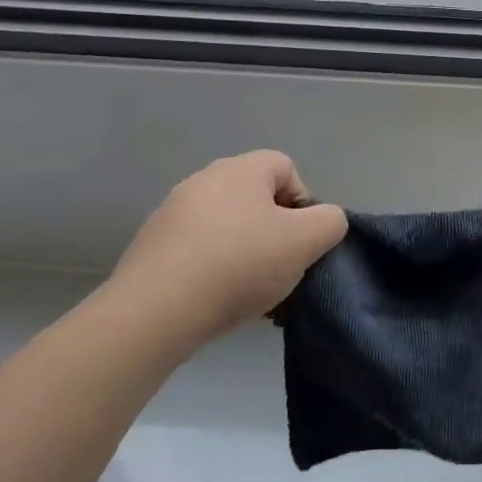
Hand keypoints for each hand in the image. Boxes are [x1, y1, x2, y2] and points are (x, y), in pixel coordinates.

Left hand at [109, 151, 346, 346]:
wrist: (154, 313)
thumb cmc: (239, 265)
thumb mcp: (306, 242)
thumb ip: (330, 222)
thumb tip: (325, 220)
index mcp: (240, 169)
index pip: (286, 168)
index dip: (303, 203)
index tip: (301, 241)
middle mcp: (203, 181)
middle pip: (255, 199)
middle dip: (274, 232)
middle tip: (279, 268)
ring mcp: (171, 214)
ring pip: (227, 228)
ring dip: (244, 253)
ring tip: (249, 293)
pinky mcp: (150, 248)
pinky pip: (197, 252)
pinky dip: (212, 270)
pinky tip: (216, 301)